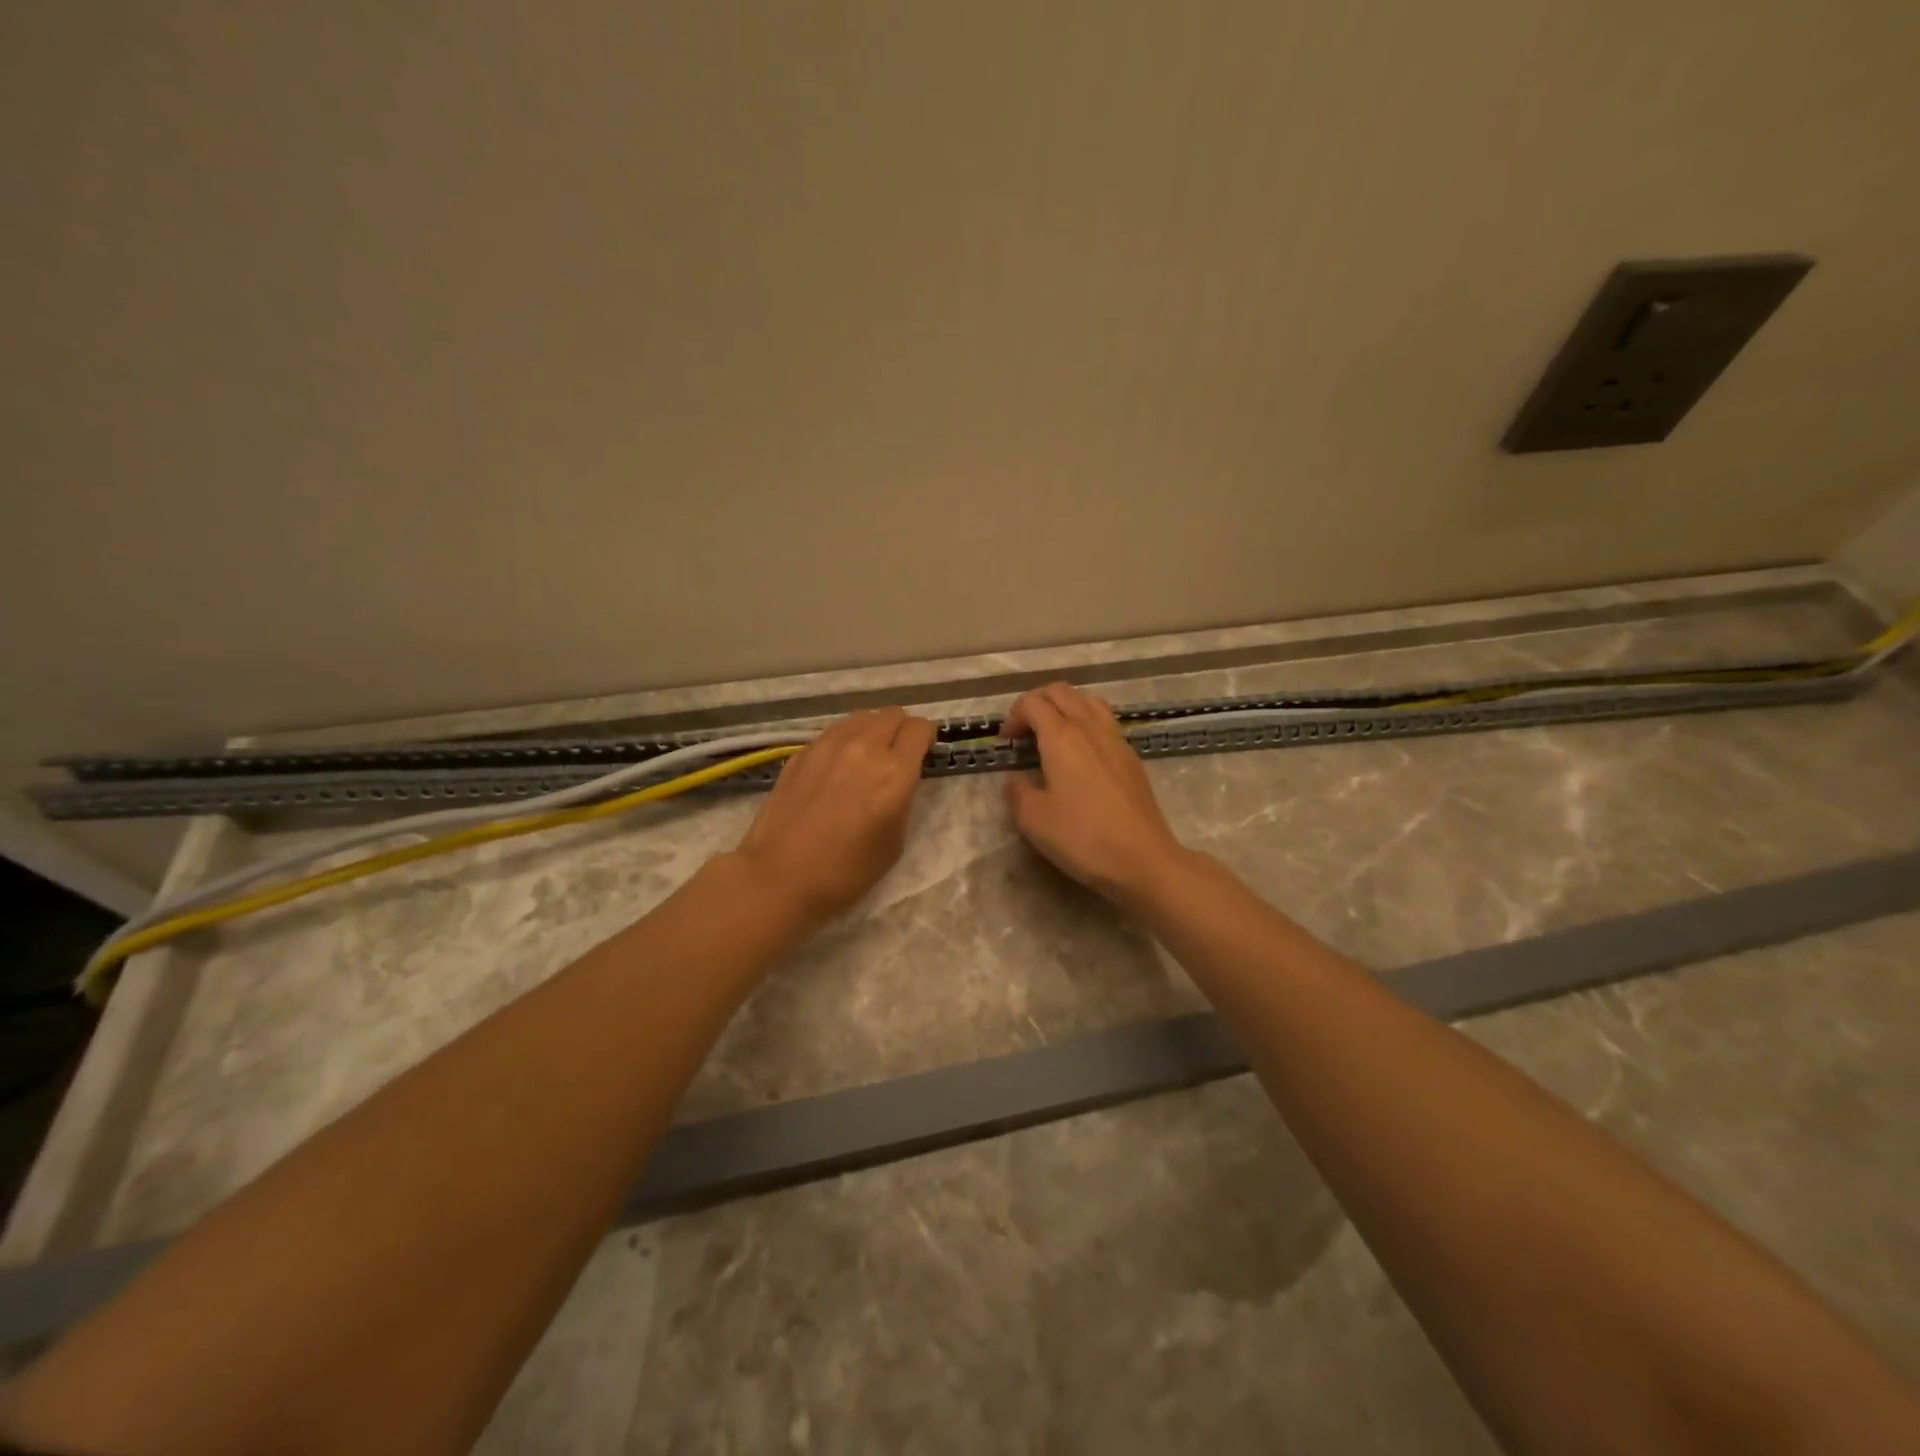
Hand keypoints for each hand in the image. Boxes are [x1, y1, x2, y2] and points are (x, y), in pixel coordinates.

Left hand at [734, 707, 936, 925]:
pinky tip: (837, 769)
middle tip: (898, 755)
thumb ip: (902, 799)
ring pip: (861, 717)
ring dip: (872, 730)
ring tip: (867, 757)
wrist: (780, 877)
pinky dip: (845, 741)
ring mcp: (828, 745)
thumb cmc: (846, 871)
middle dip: (901, 730)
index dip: (927, 739)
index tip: (923, 754)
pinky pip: (834, 733)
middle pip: (892, 714)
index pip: (920, 728)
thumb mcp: (894, 841)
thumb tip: (898, 780)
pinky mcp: (802, 752)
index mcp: (894, 772)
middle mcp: (863, 747)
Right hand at [1001, 683, 1187, 905]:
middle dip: (1036, 703)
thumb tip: (1016, 777)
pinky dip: (1085, 721)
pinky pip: (1105, 720)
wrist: (1142, 858)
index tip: (1006, 743)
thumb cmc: (1082, 838)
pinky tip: (1081, 753)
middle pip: (1061, 691)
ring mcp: (1115, 739)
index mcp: (1062, 737)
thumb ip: (1017, 791)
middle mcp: (1090, 727)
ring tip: (1053, 734)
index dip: (1013, 717)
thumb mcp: (1034, 819)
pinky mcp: (1131, 756)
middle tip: (1024, 732)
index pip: (1033, 703)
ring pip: (1087, 700)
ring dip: (1064, 707)